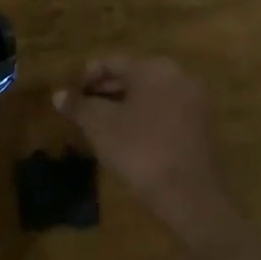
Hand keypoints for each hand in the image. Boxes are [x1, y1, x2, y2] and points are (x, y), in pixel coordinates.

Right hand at [53, 56, 221, 225]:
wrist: (190, 198)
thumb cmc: (140, 151)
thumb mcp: (100, 126)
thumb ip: (78, 106)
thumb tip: (58, 95)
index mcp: (155, 68)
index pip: (112, 62)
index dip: (85, 77)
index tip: (68, 96)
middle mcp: (179, 76)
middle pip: (132, 76)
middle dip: (104, 92)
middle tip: (81, 111)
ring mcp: (195, 102)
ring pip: (149, 95)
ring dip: (122, 106)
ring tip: (98, 125)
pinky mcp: (202, 126)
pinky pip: (164, 111)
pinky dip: (143, 118)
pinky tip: (126, 137)